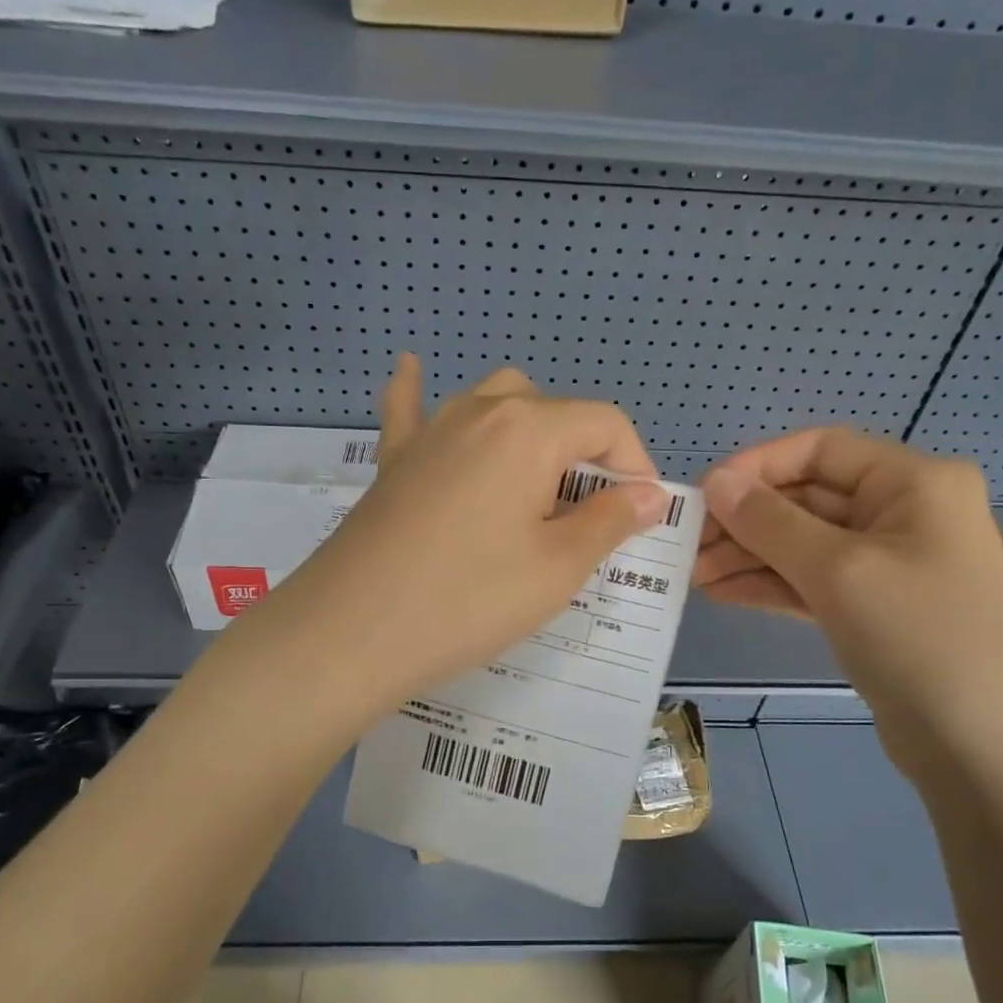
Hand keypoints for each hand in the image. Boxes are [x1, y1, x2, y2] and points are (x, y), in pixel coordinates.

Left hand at [259, 355, 670, 711]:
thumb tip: (650, 494)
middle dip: (581, 453)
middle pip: (550, 409)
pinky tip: (412, 370)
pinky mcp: (394, 461)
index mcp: (528, 429)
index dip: (634, 464)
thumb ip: (611, 521)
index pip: (604, 422)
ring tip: (534, 483)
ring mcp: (429, 431)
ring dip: (526, 430)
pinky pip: (409, 410)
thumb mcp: (558, 567)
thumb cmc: (469, 599)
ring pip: (492, 401)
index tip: (639, 516)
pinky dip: (418, 392)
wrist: (353, 631)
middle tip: (584, 517)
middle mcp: (479, 411)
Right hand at [695, 428, 1002, 782]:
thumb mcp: (838, 570)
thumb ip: (770, 522)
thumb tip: (715, 481)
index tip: (704, 494)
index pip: (821, 449)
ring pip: (805, 543)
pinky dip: (770, 584)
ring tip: (693, 574)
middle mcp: (904, 512)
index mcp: (913, 482)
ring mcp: (890, 564)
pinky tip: (723, 592)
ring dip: (749, 555)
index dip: (758, 466)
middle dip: (746, 520)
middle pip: (808, 498)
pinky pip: (813, 581)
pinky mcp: (874, 609)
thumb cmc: (920, 638)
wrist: (987, 749)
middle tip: (687, 545)